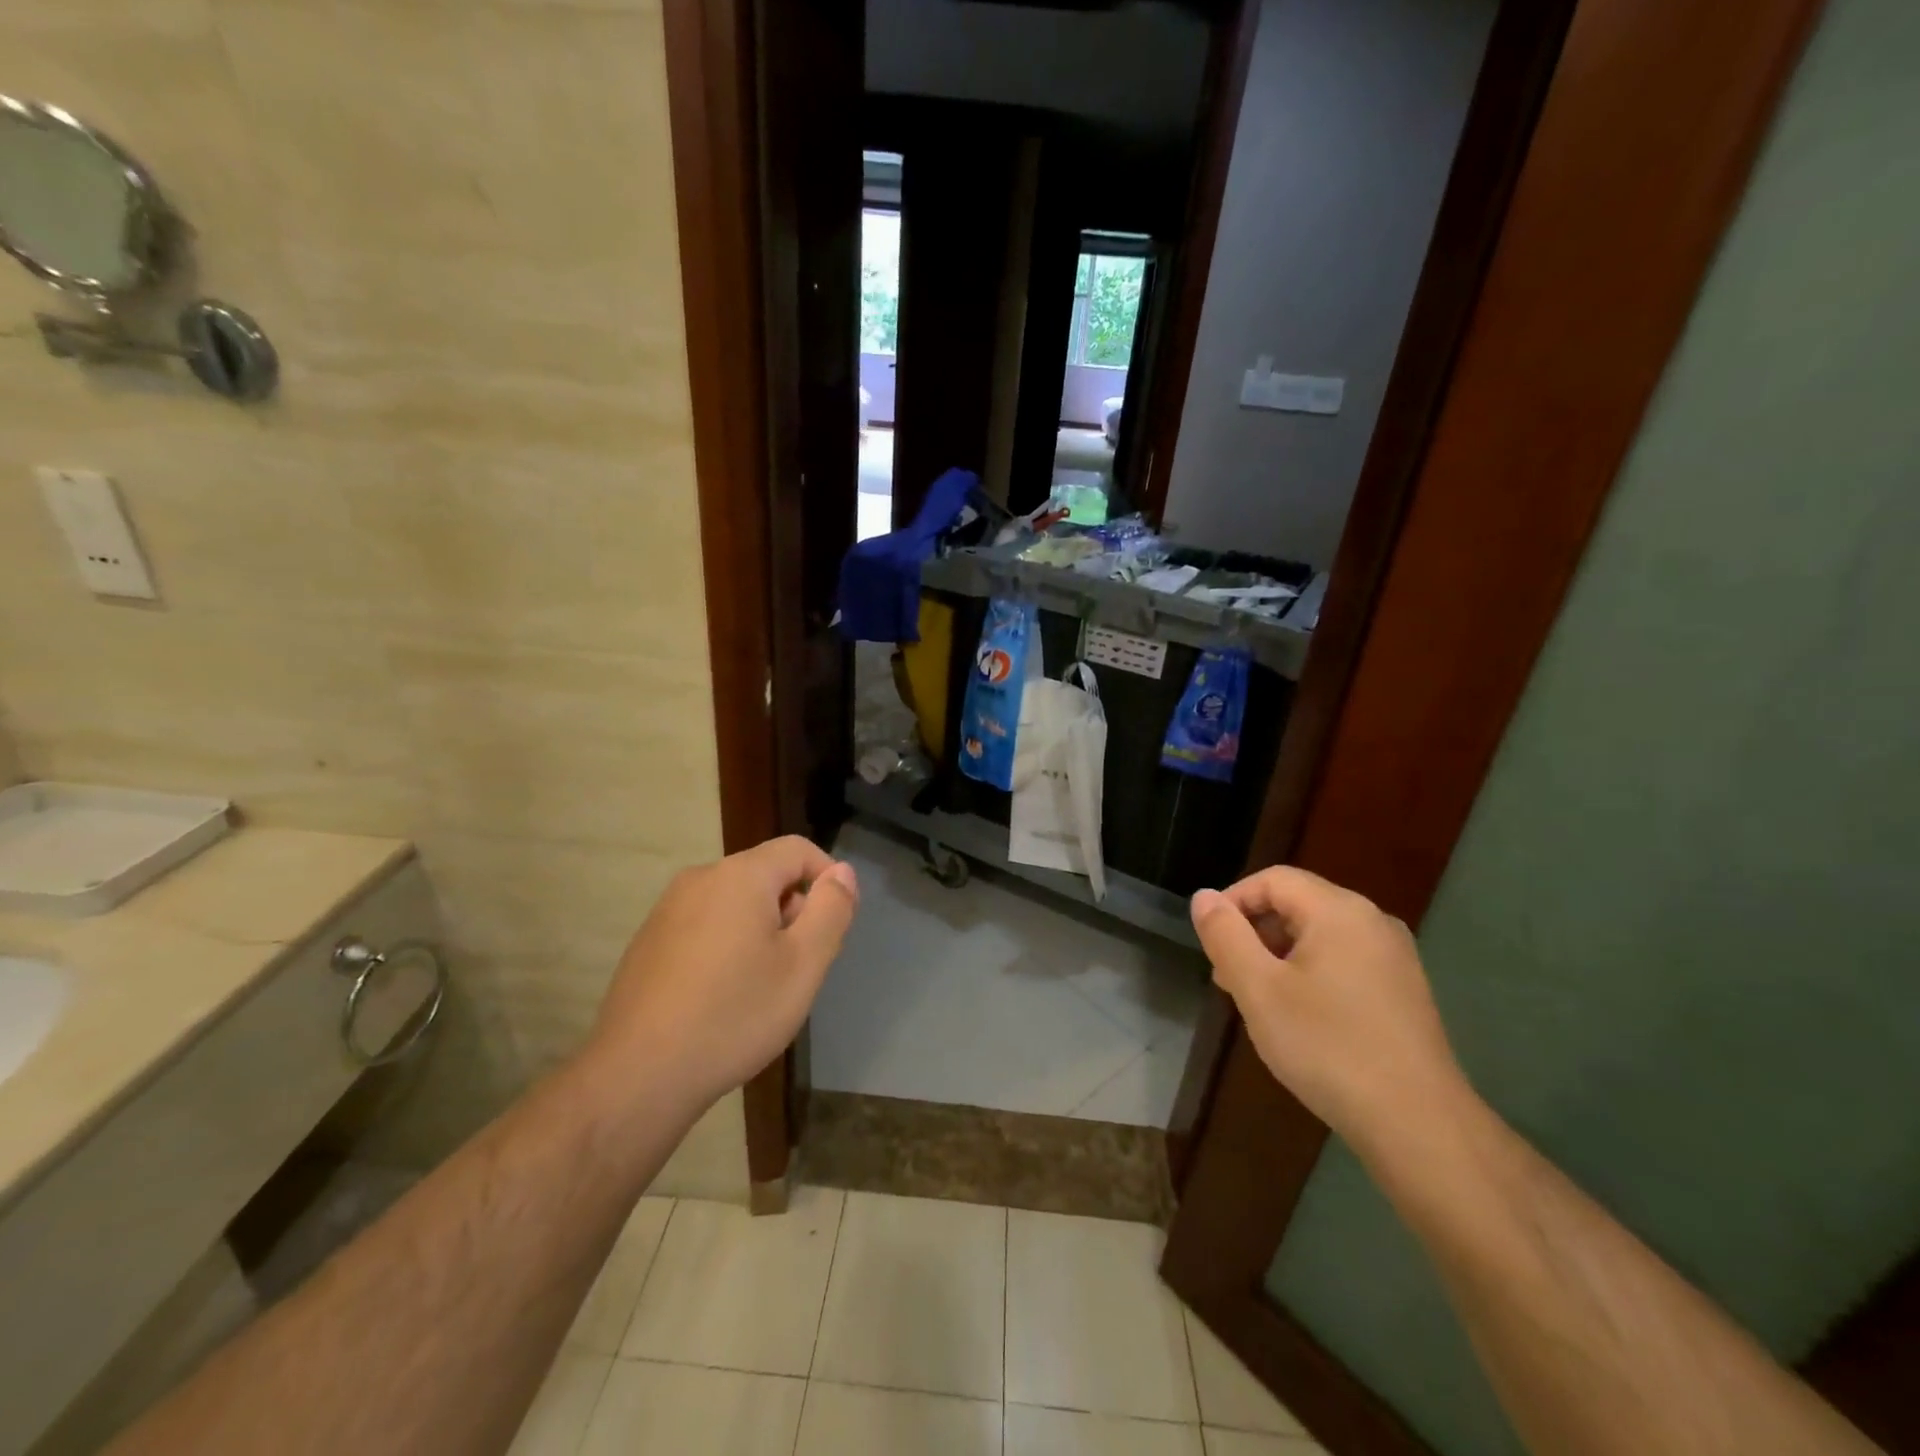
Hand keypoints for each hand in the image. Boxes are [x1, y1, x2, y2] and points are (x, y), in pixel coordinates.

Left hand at [587, 836, 858, 1110]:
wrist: (638, 1075)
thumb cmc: (734, 1015)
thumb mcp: (803, 965)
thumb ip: (831, 910)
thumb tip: (841, 873)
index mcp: (739, 876)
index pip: (798, 849)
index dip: (828, 877)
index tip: (835, 924)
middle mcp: (700, 879)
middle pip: (765, 874)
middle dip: (793, 908)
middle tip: (800, 964)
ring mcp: (667, 910)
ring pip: (734, 901)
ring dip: (761, 929)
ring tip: (763, 984)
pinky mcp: (648, 941)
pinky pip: (705, 925)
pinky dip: (727, 944)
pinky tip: (722, 996)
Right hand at [1191, 867, 1467, 1151]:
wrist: (1419, 1124)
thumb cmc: (1328, 1047)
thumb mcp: (1258, 989)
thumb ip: (1225, 935)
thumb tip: (1204, 897)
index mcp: (1339, 910)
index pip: (1272, 879)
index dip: (1232, 901)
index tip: (1211, 944)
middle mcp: (1372, 920)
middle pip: (1297, 903)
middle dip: (1253, 932)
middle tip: (1227, 978)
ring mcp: (1394, 956)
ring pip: (1318, 935)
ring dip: (1278, 955)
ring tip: (1257, 1000)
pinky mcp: (1403, 989)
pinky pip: (1343, 960)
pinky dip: (1310, 973)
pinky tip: (1299, 1017)